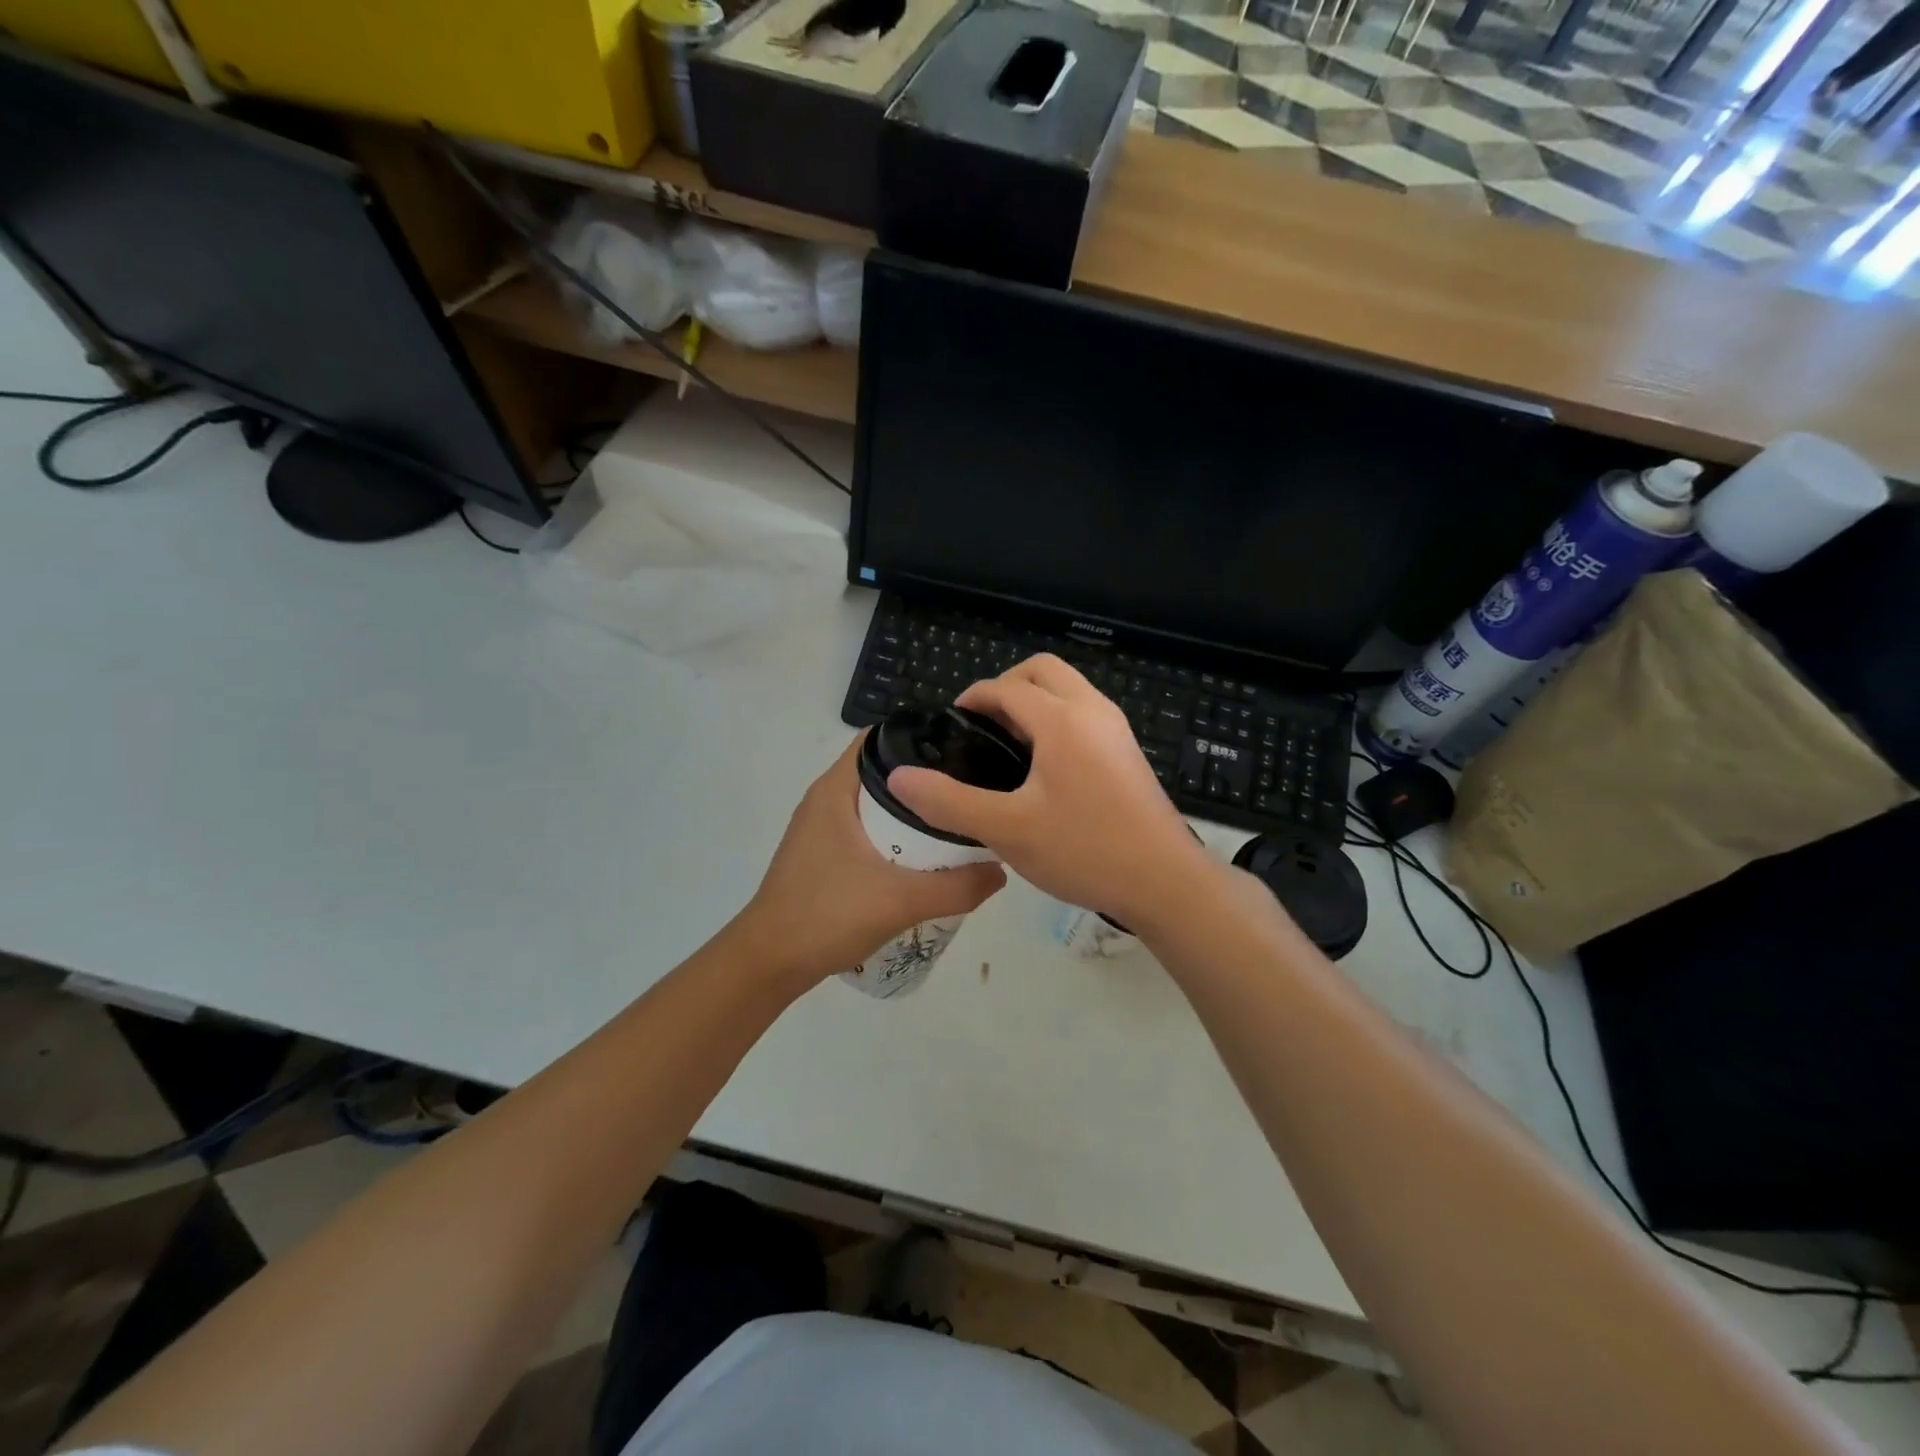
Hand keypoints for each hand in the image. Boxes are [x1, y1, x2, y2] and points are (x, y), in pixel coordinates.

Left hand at [735, 736, 1006, 987]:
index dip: (922, 739)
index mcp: (836, 789)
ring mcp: (821, 827)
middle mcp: (826, 798)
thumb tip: (1000, 870)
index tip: (963, 751)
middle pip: (884, 770)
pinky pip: (866, 828)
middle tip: (969, 790)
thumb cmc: (827, 915)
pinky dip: (895, 833)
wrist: (770, 961)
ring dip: (911, 810)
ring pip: (875, 802)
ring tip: (955, 820)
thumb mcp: (901, 901)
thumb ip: (957, 887)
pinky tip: (923, 855)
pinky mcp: (822, 853)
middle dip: (925, 779)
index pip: (882, 738)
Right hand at [887, 655, 1215, 930]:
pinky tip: (1043, 768)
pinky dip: (1056, 718)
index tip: (951, 725)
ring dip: (1034, 701)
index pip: (1006, 687)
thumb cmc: (1084, 850)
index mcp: (1062, 720)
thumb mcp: (1007, 830)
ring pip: (1068, 689)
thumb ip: (949, 802)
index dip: (972, 698)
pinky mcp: (1127, 751)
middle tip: (982, 727)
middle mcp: (1092, 711)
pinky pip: (1084, 713)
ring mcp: (1116, 729)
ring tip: (1007, 747)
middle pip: (1042, 671)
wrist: (1165, 882)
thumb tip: (900, 777)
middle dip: (1006, 686)